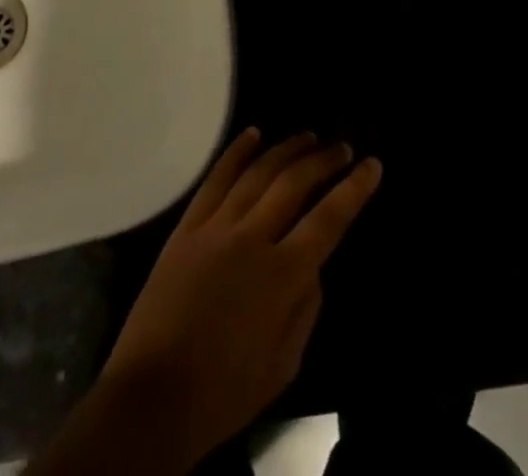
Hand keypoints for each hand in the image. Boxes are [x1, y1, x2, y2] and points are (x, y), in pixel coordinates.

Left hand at [99, 130, 381, 465]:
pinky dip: (236, 153)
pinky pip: (215, 178)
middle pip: (294, 184)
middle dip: (323, 161)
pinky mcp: (188, 226)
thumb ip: (306, 307)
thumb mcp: (284, 364)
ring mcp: (216, 226)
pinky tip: (252, 134)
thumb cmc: (225, 390)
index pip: (328, 220)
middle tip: (342, 147)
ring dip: (286, 149)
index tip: (373, 165)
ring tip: (308, 136)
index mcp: (282, 276)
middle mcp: (252, 238)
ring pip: (257, 172)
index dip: (354, 189)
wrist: (154, 393)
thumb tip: (313, 264)